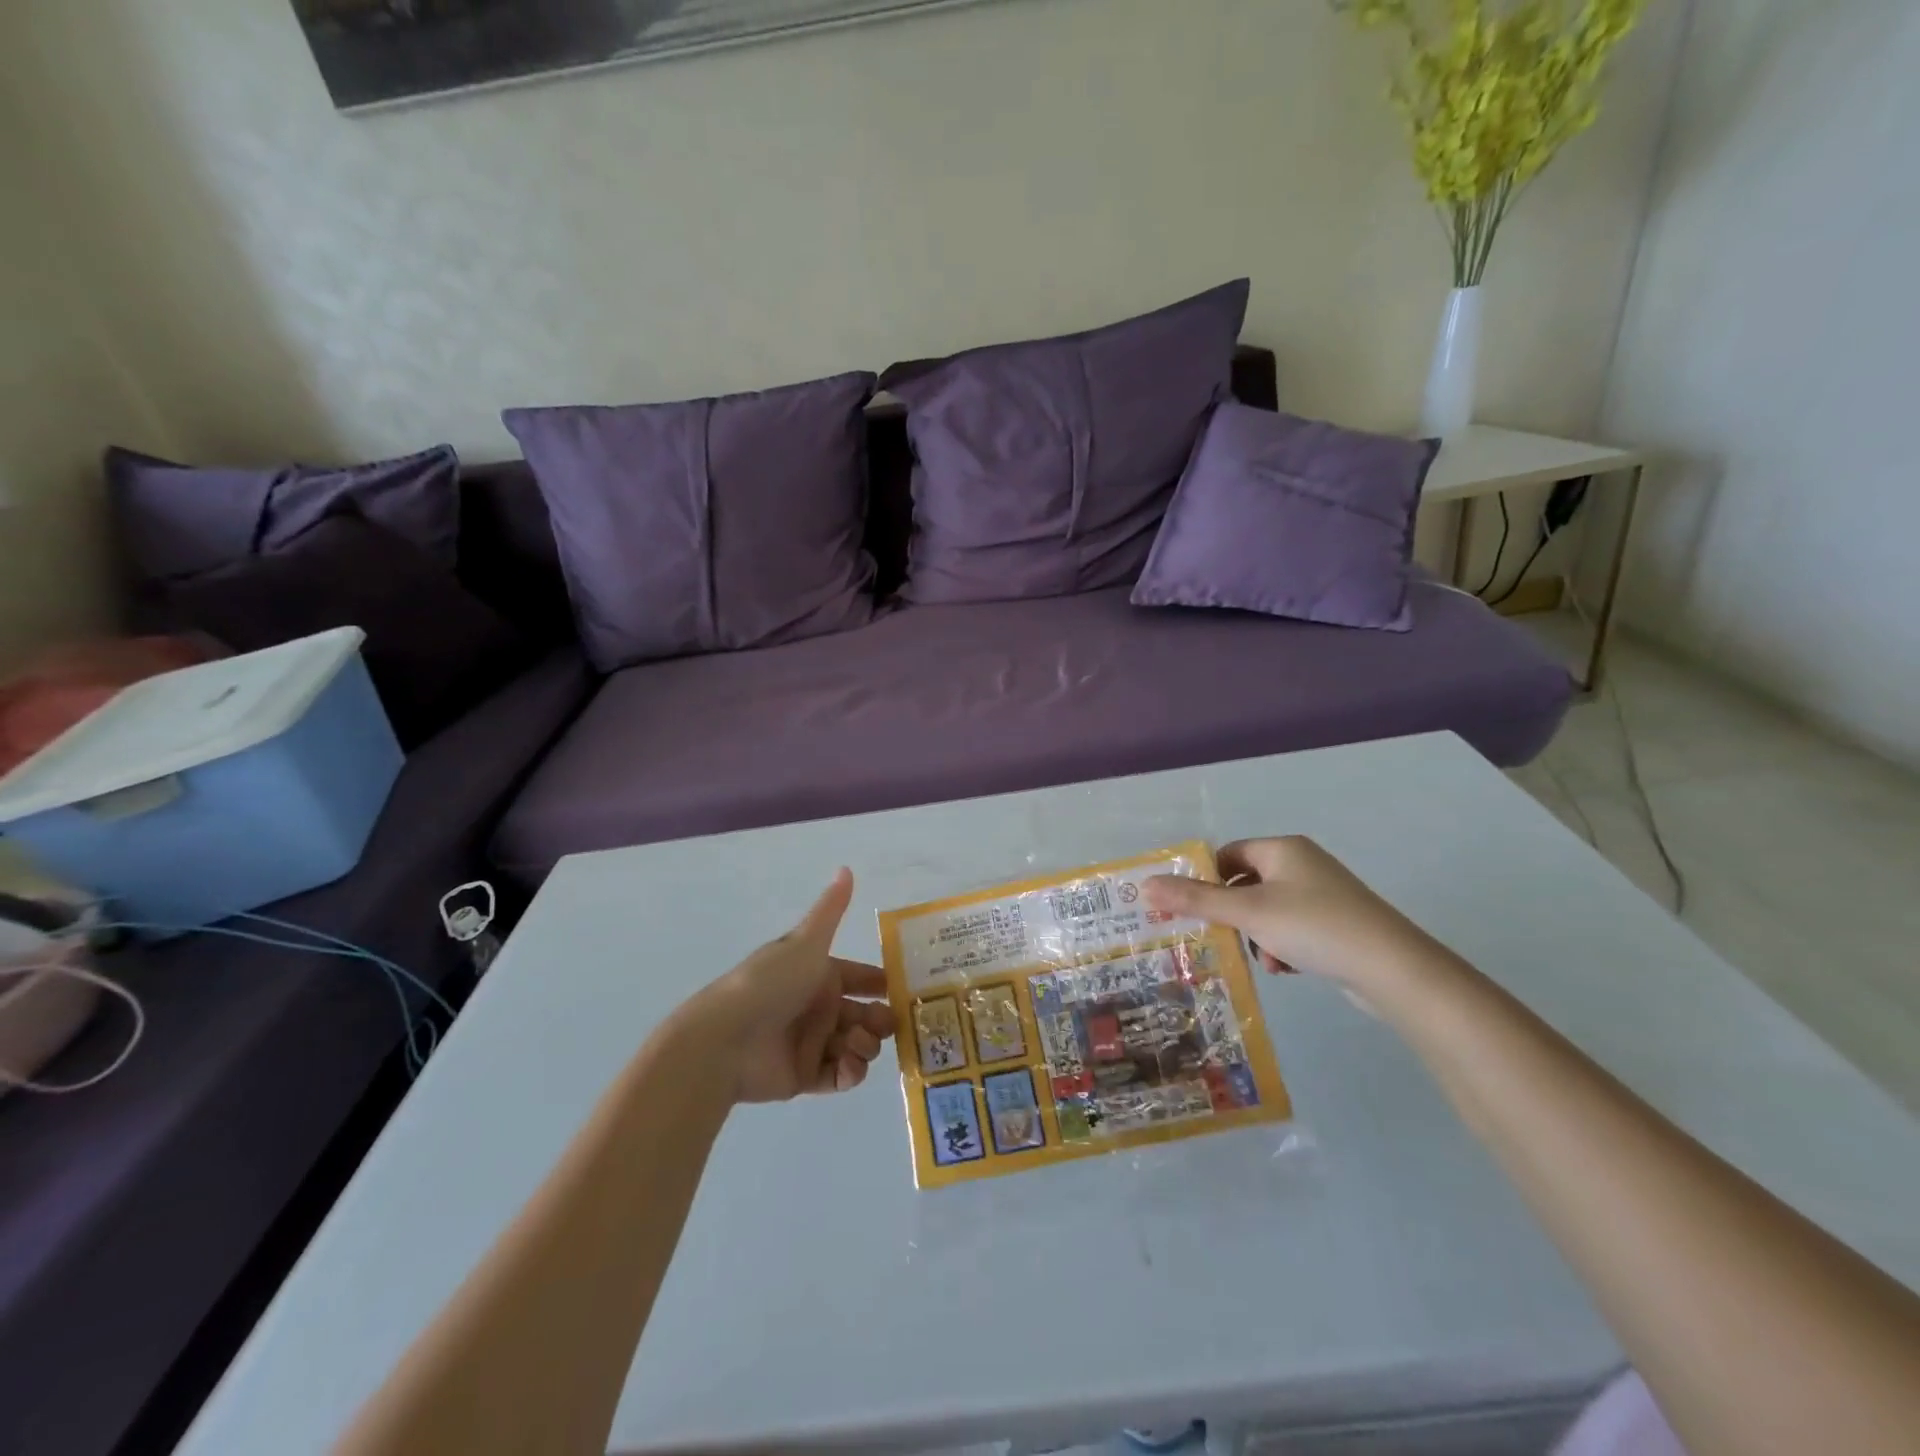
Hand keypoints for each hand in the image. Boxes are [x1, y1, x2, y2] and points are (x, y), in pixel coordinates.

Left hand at [688, 868, 896, 1103]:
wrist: (726, 1039)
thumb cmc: (770, 983)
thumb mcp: (805, 942)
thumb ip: (831, 910)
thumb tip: (846, 867)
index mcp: (819, 974)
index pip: (861, 978)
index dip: (883, 984)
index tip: (905, 992)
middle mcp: (818, 1006)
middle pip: (865, 1014)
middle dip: (882, 1020)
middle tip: (887, 1025)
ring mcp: (812, 1042)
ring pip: (857, 1045)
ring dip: (867, 1044)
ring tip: (856, 1043)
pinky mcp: (805, 1076)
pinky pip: (840, 1075)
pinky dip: (851, 1072)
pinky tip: (849, 1065)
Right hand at [1144, 837, 1449, 1005]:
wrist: (1393, 969)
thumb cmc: (1314, 926)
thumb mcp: (1247, 912)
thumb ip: (1195, 899)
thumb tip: (1145, 885)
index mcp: (1281, 849)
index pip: (1227, 854)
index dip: (1205, 880)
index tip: (1191, 910)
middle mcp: (1302, 863)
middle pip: (1245, 883)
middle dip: (1233, 915)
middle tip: (1222, 938)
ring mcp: (1323, 894)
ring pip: (1268, 911)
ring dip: (1257, 936)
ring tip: (1265, 961)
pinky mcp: (1338, 923)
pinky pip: (1293, 928)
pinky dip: (1282, 946)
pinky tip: (1287, 968)